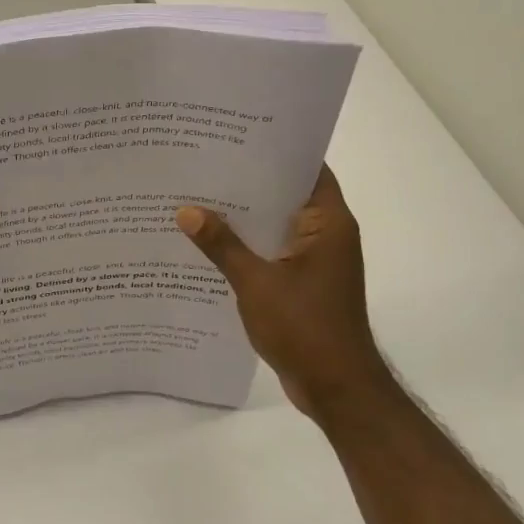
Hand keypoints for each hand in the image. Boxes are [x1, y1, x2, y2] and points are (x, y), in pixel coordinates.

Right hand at [176, 165, 388, 417]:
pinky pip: (272, 250)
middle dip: (249, 181)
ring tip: (198, 196)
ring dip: (245, 216)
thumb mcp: (256, 283)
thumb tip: (186, 210)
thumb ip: (221, 245)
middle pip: (286, 194)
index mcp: (328, 223)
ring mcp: (315, 260)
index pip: (306, 169)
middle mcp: (326, 235)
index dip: (275, 150)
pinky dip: (248, 244)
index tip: (235, 135)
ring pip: (276, 224)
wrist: (337, 388)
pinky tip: (210, 242)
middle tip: (204, 163)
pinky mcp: (304, 282)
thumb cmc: (305, 328)